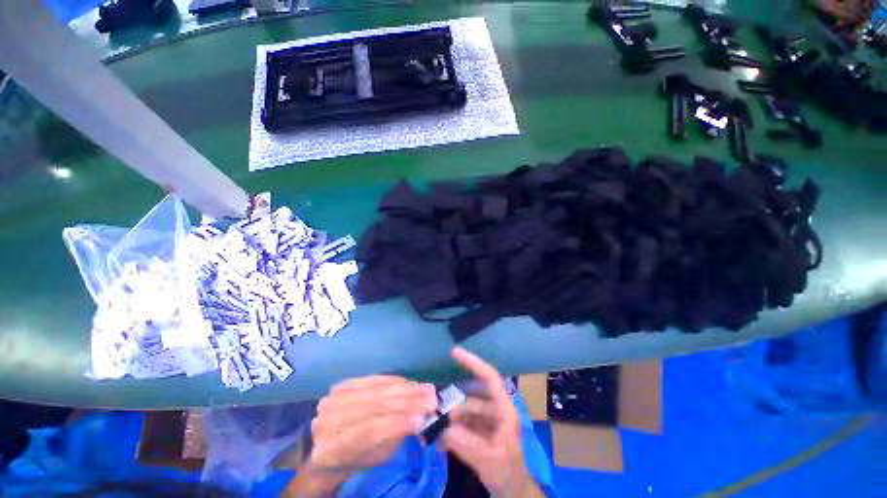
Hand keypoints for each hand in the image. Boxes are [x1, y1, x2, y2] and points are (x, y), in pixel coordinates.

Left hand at [285, 376, 437, 496]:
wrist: (332, 441)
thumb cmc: (358, 456)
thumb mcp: (376, 457)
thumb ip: (395, 436)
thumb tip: (421, 416)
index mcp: (332, 450)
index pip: (368, 432)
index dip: (397, 423)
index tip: (423, 418)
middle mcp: (328, 421)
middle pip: (373, 406)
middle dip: (407, 401)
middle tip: (431, 398)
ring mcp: (333, 399)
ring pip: (376, 390)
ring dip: (405, 388)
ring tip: (425, 388)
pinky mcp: (343, 384)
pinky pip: (374, 379)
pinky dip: (395, 380)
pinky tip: (410, 382)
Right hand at [442, 348, 542, 497]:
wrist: (513, 494)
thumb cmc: (509, 473)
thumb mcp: (491, 460)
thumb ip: (467, 444)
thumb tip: (444, 429)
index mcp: (504, 409)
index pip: (490, 377)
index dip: (473, 362)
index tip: (454, 352)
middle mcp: (495, 410)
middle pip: (471, 398)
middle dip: (454, 406)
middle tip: (435, 416)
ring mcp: (487, 421)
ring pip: (464, 412)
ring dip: (450, 422)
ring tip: (435, 433)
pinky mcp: (479, 431)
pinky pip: (462, 424)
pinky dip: (452, 431)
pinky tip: (440, 441)